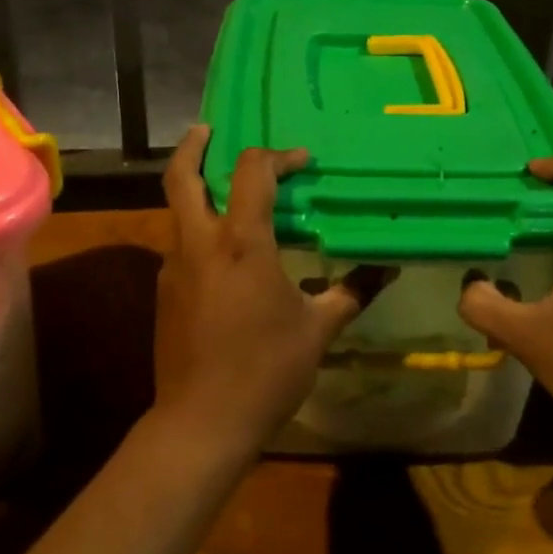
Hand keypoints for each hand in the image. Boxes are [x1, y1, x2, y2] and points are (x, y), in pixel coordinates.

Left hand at [154, 125, 380, 458]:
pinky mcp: (164, 292)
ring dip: (195, 189)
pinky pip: (180, 245)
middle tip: (208, 129)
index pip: (252, 172)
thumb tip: (387, 269)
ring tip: (223, 189)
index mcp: (241, 243)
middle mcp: (200, 243)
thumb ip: (351, 292)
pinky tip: (223, 254)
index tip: (302, 161)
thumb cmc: (265, 370)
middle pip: (181, 176)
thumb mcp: (318, 330)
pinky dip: (198, 230)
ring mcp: (174, 267)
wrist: (201, 424)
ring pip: (176, 210)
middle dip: (193, 146)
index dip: (278, 156)